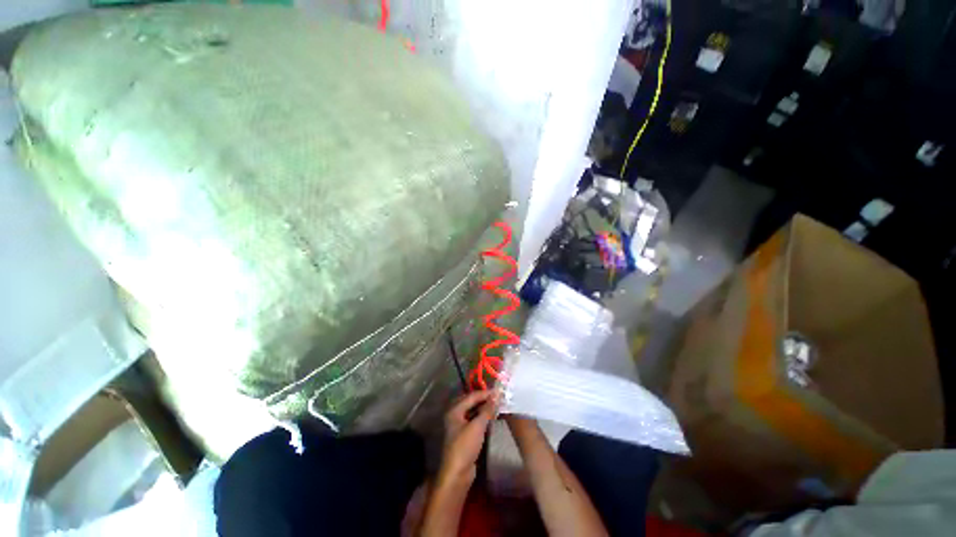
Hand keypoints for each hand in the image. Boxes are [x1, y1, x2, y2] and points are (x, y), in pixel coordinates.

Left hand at [438, 390, 496, 486]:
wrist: (457, 474)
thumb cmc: (465, 447)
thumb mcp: (477, 426)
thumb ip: (487, 410)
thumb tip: (496, 395)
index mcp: (455, 410)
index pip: (472, 396)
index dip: (485, 393)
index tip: (499, 391)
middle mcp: (455, 415)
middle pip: (471, 402)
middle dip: (484, 399)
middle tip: (499, 397)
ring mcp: (459, 425)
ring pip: (473, 411)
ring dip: (484, 408)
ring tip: (497, 405)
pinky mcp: (465, 435)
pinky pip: (474, 420)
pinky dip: (483, 417)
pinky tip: (492, 417)